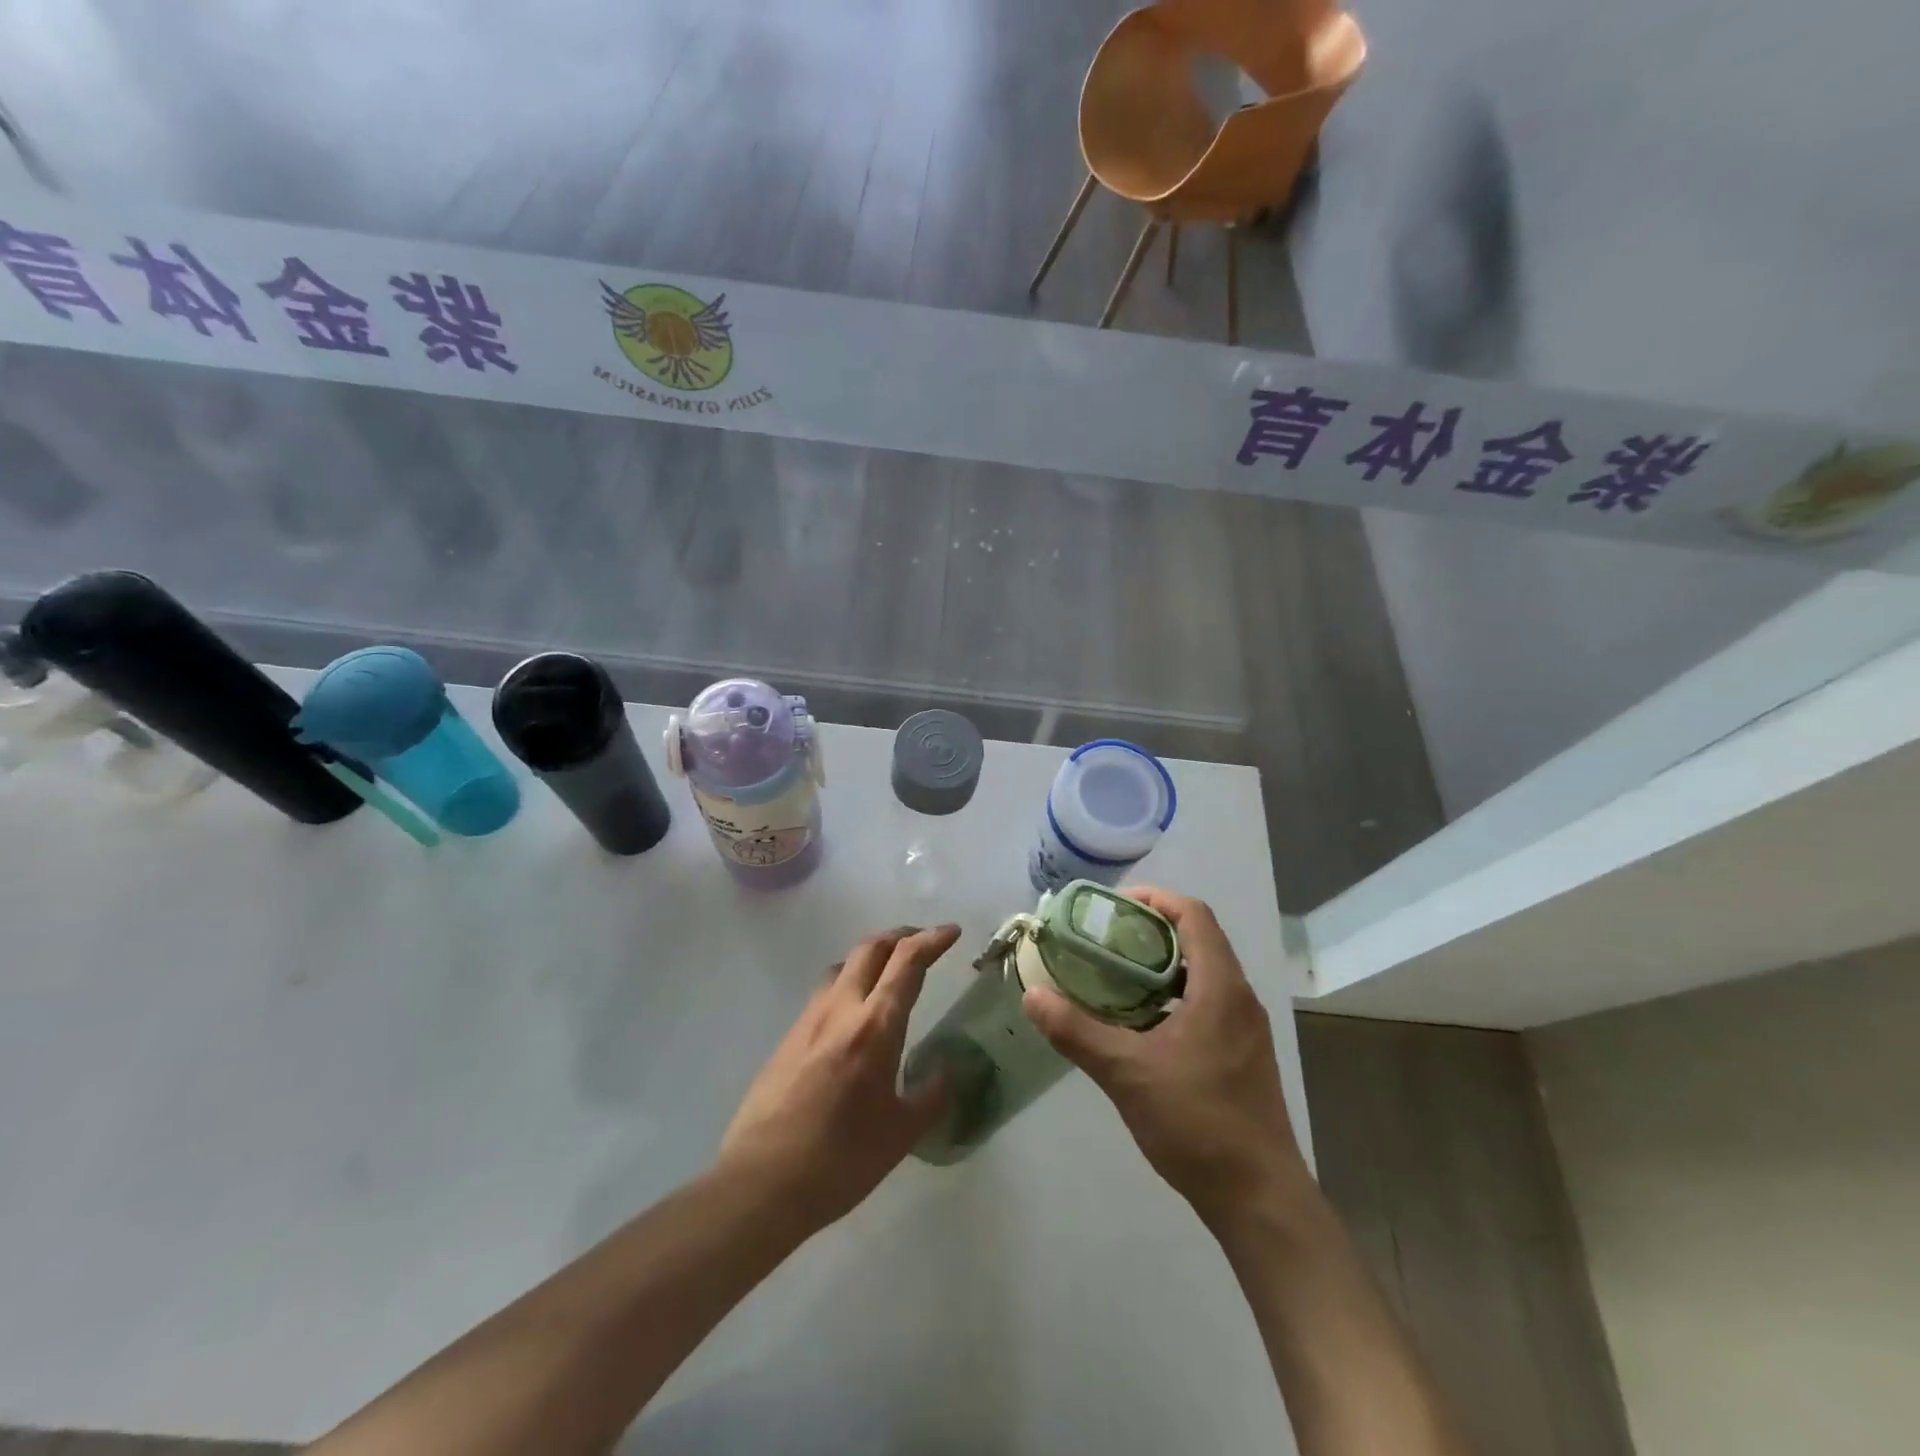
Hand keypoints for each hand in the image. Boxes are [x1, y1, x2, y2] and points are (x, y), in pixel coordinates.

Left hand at [719, 924, 959, 1232]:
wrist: (761, 1183)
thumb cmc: (840, 1160)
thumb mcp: (901, 1135)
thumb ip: (931, 1097)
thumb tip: (950, 1073)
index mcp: (874, 1027)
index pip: (907, 963)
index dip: (932, 940)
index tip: (952, 932)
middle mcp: (840, 1009)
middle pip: (870, 949)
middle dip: (900, 936)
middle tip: (922, 943)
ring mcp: (808, 1020)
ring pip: (842, 966)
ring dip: (869, 958)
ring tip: (887, 976)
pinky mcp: (787, 1038)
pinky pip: (823, 994)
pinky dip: (847, 985)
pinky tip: (852, 1018)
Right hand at [1021, 888, 1307, 1226]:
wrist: (1260, 1199)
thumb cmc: (1198, 1123)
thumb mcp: (1128, 1073)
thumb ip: (1077, 1031)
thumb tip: (1032, 996)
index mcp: (1220, 987)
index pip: (1194, 915)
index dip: (1155, 899)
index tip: (1113, 907)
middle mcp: (1239, 997)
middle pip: (1198, 939)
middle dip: (1150, 931)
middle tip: (1103, 939)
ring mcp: (1245, 1028)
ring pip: (1202, 973)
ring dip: (1161, 965)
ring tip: (1113, 975)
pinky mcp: (1242, 1054)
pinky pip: (1206, 1002)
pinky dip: (1172, 995)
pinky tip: (1139, 1023)